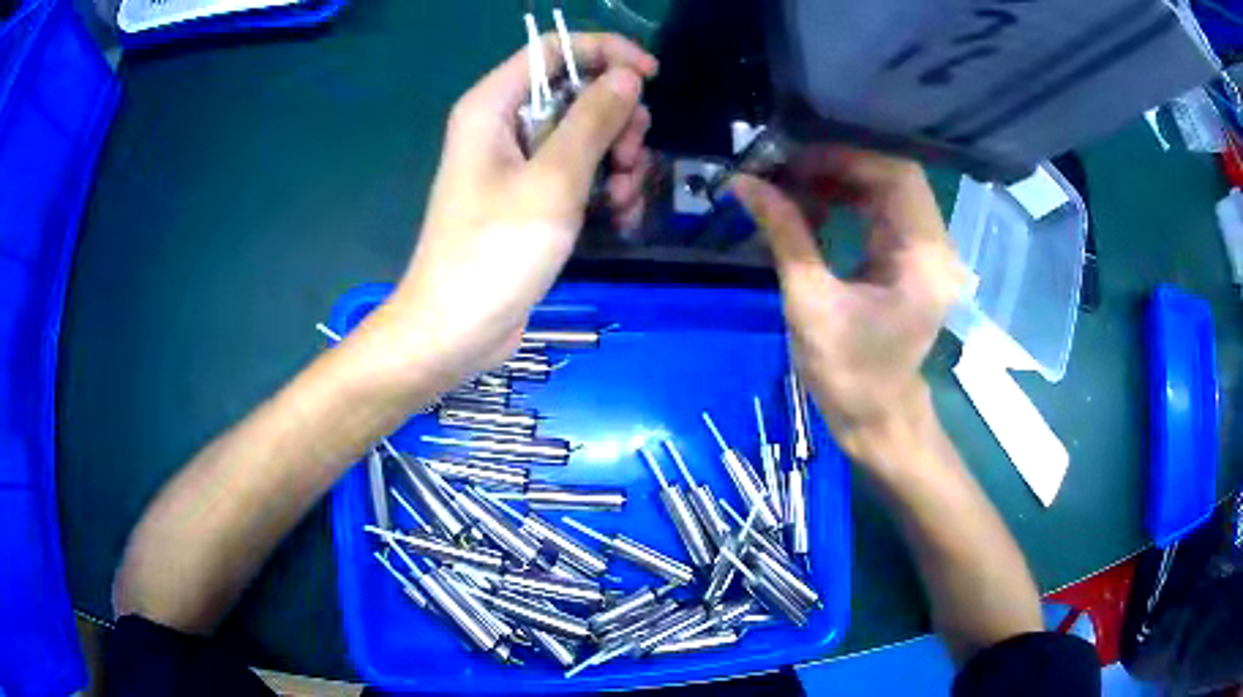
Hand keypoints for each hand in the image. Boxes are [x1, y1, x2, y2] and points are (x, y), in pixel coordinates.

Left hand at [364, 34, 656, 391]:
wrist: (456, 330)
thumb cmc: (494, 252)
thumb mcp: (553, 181)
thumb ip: (593, 120)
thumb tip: (627, 76)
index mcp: (493, 107)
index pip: (554, 50)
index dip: (605, 52)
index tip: (650, 78)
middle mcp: (503, 126)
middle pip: (576, 92)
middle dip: (617, 119)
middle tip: (631, 157)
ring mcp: (517, 164)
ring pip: (585, 135)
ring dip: (618, 159)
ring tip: (624, 198)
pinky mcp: (531, 198)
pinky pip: (578, 173)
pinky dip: (604, 188)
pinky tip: (619, 217)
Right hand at [731, 148, 962, 459]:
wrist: (876, 418)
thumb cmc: (847, 373)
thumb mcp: (809, 302)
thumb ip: (783, 234)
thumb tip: (744, 183)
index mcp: (923, 260)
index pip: (898, 178)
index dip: (847, 160)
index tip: (796, 163)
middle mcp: (935, 249)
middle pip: (895, 180)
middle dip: (840, 168)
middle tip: (789, 172)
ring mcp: (926, 255)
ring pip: (889, 193)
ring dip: (842, 183)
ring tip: (794, 187)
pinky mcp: (912, 263)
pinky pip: (884, 214)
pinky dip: (849, 203)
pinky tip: (814, 208)